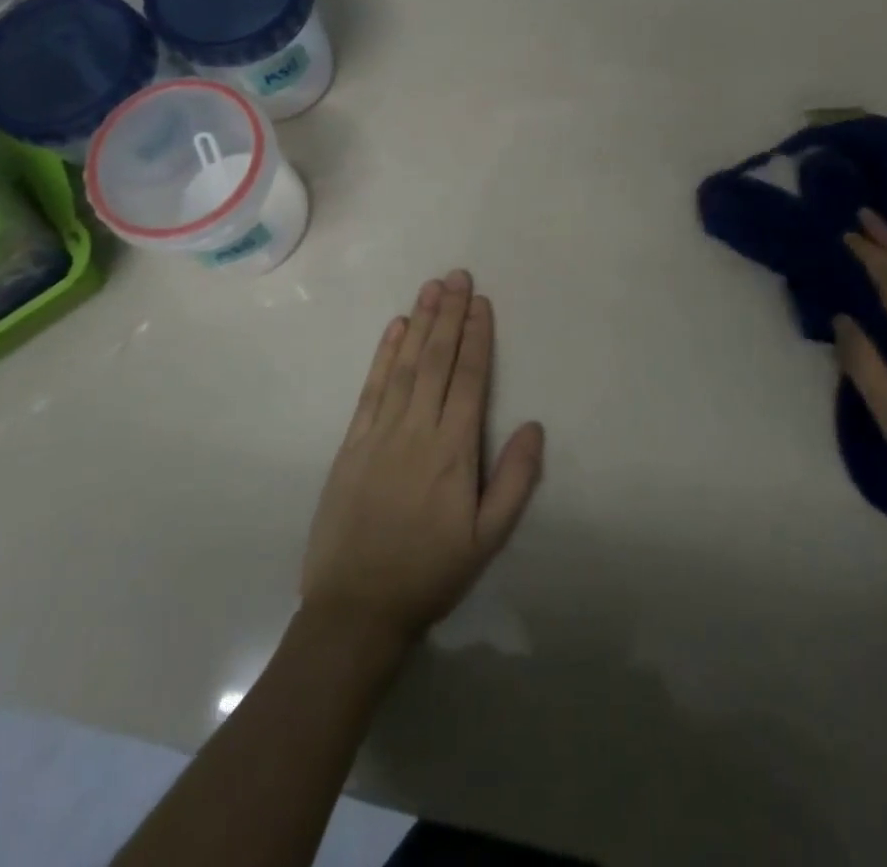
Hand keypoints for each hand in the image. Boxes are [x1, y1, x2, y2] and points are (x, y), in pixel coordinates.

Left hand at [301, 270, 545, 645]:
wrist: (356, 609)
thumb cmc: (430, 573)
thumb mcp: (487, 539)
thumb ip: (514, 481)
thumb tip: (534, 426)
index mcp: (453, 451)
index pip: (468, 379)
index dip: (476, 337)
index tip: (481, 302)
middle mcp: (417, 430)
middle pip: (436, 361)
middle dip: (449, 315)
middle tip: (457, 276)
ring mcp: (380, 433)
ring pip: (405, 365)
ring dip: (420, 323)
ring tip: (431, 288)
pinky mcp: (352, 443)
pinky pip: (372, 388)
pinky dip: (384, 355)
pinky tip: (395, 328)